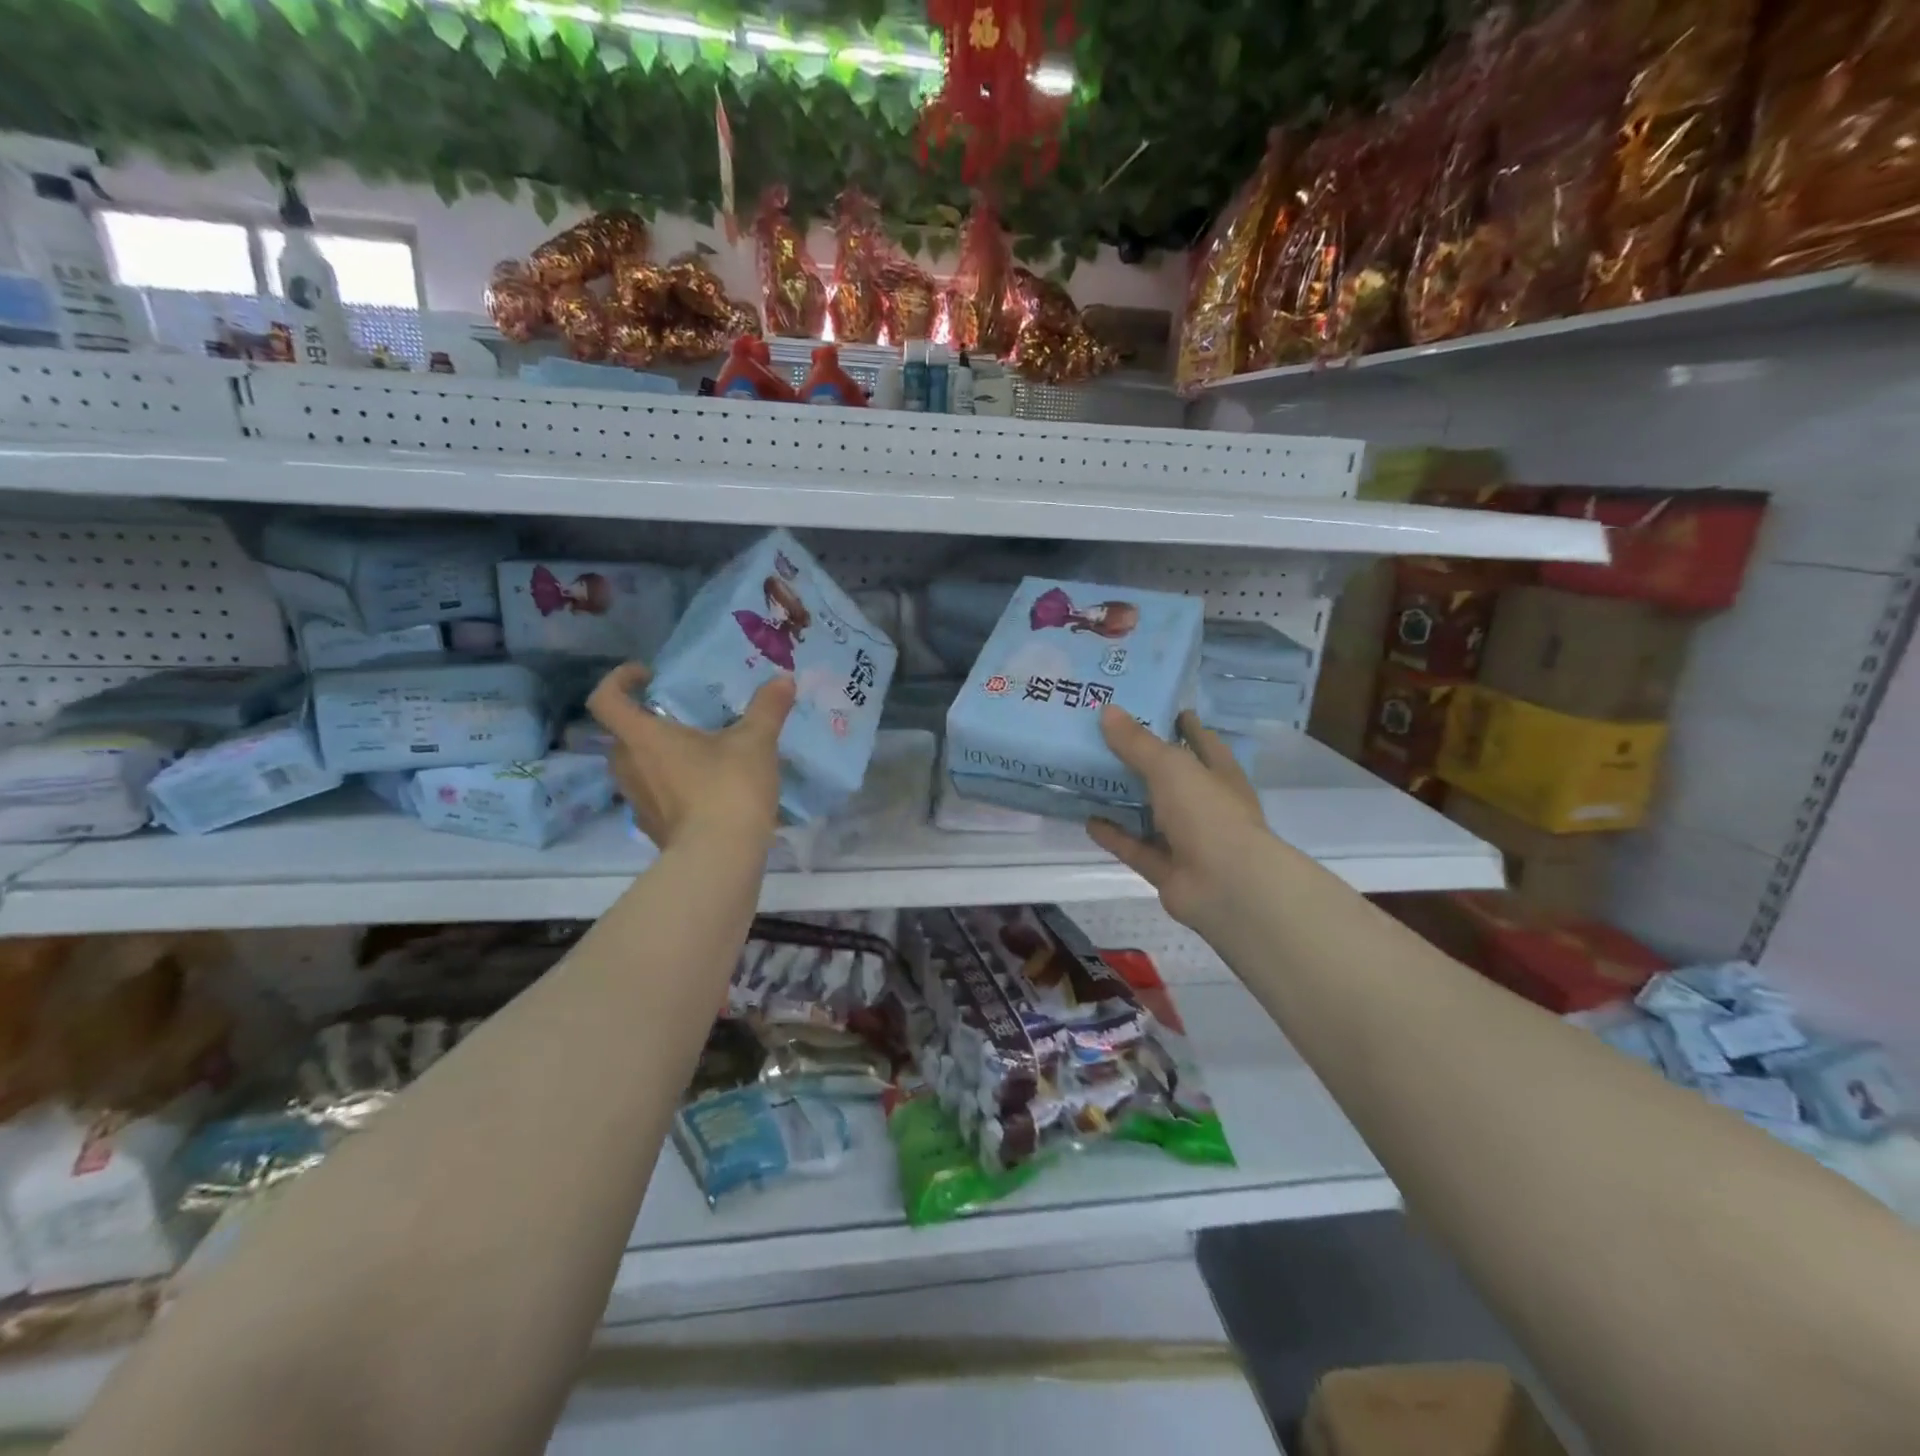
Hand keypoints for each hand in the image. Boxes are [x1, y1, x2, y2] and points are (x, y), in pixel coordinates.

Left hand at [587, 662, 793, 851]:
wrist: (720, 858)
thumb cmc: (728, 788)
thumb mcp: (755, 742)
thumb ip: (767, 708)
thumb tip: (784, 679)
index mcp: (643, 738)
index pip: (606, 700)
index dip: (619, 680)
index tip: (648, 676)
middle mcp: (629, 766)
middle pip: (621, 735)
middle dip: (646, 722)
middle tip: (682, 718)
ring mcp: (637, 801)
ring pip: (636, 767)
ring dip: (658, 755)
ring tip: (697, 754)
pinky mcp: (652, 827)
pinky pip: (653, 795)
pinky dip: (671, 786)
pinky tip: (705, 790)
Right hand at [1087, 707, 1269, 934]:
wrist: (1226, 886)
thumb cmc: (1207, 813)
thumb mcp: (1171, 766)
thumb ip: (1137, 742)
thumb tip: (1107, 711)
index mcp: (1219, 775)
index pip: (1202, 742)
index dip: (1182, 725)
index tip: (1155, 707)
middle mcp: (1206, 806)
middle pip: (1171, 779)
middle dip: (1142, 762)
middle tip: (1103, 739)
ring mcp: (1188, 841)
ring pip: (1151, 815)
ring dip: (1124, 801)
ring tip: (1089, 779)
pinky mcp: (1168, 870)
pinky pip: (1136, 848)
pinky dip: (1115, 836)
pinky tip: (1088, 820)